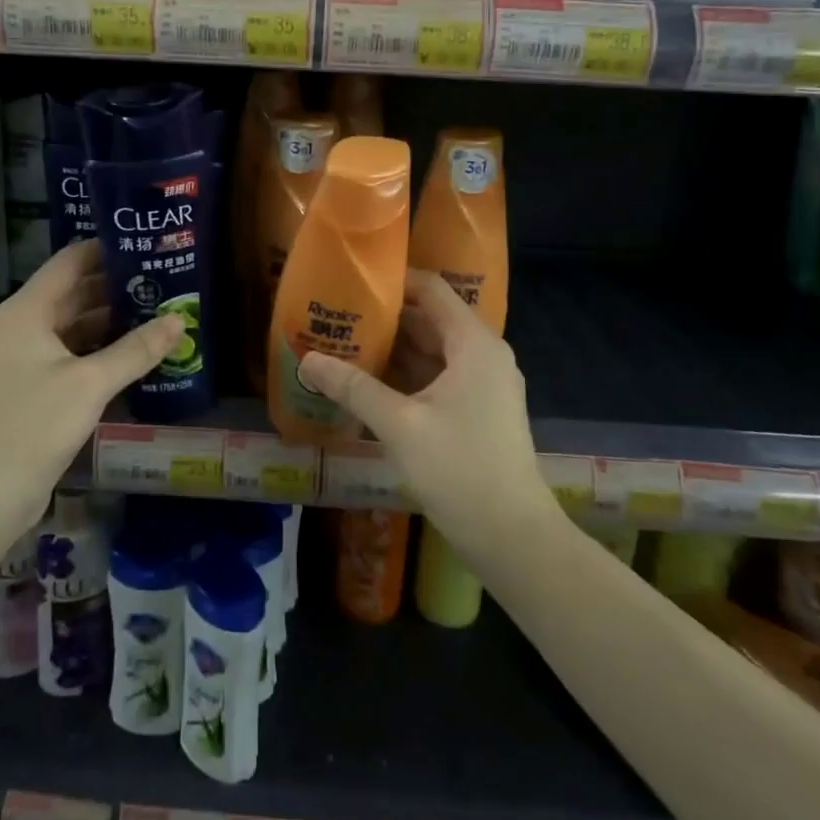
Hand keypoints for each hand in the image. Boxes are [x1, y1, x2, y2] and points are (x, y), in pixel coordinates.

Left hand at [0, 241, 182, 577]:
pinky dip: (104, 350)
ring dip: (115, 321)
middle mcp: (24, 326)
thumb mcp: (90, 384)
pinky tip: (141, 354)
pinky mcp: (36, 388)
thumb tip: (179, 320)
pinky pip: (75, 355)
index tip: (148, 244)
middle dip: (119, 286)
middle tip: (167, 279)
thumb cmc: (32, 425)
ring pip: (77, 326)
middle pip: (76, 292)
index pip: (71, 261)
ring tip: (162, 311)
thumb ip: (136, 349)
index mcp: (27, 311)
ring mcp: (28, 358)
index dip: (108, 249)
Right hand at [297, 271, 555, 567]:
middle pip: (430, 319)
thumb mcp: (399, 424)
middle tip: (337, 315)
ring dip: (394, 349)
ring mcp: (484, 384)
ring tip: (344, 344)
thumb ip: (353, 387)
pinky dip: (407, 375)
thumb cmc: (459, 469)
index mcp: (473, 344)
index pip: (431, 289)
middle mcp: (483, 354)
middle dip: (385, 318)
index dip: (393, 281)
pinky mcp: (479, 411)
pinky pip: (439, 377)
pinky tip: (370, 383)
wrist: (513, 537)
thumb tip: (306, 360)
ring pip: (433, 351)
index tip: (352, 283)